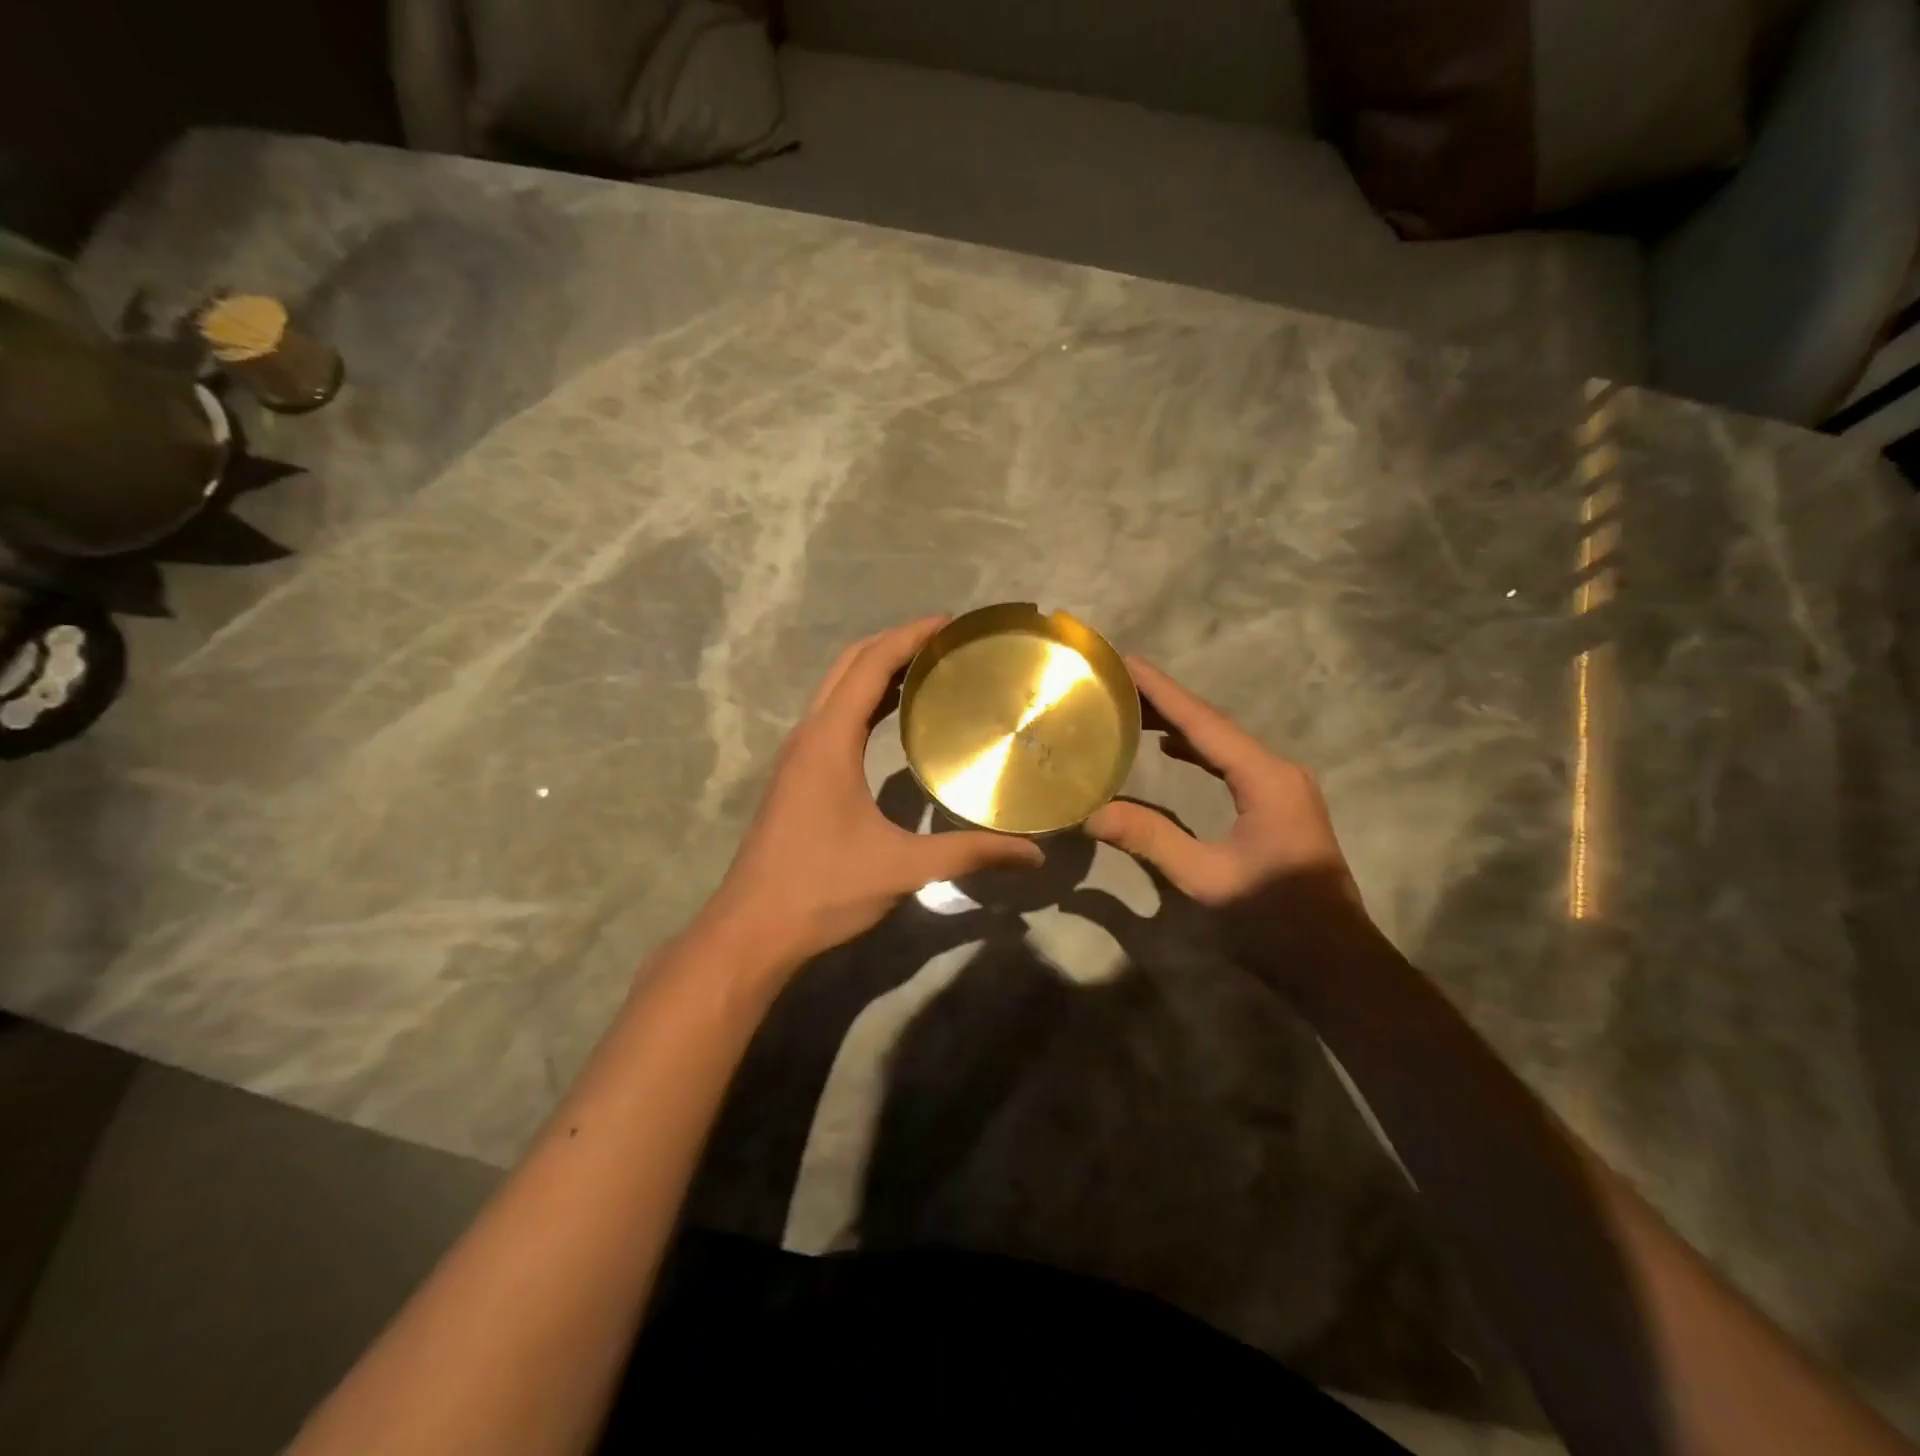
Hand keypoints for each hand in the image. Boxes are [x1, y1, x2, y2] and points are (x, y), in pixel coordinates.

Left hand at [704, 617, 1043, 967]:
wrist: (754, 929)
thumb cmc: (823, 889)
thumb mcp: (904, 868)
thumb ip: (970, 854)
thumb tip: (1033, 854)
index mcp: (829, 741)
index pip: (870, 665)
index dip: (910, 636)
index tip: (952, 624)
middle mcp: (809, 735)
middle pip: (849, 665)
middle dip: (895, 644)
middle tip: (947, 643)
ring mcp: (798, 755)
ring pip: (837, 689)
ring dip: (877, 670)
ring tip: (930, 670)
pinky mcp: (797, 775)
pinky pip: (833, 716)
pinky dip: (865, 700)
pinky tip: (895, 718)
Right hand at [1085, 658, 1356, 906]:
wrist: (1337, 963)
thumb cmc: (1276, 920)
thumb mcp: (1207, 880)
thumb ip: (1151, 840)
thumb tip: (1092, 813)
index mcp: (1265, 778)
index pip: (1203, 723)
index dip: (1161, 691)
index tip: (1124, 661)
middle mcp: (1276, 770)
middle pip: (1212, 724)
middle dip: (1164, 701)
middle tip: (1115, 682)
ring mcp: (1281, 787)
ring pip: (1221, 742)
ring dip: (1178, 723)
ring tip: (1131, 708)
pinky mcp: (1277, 805)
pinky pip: (1230, 763)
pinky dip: (1196, 750)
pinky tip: (1169, 748)